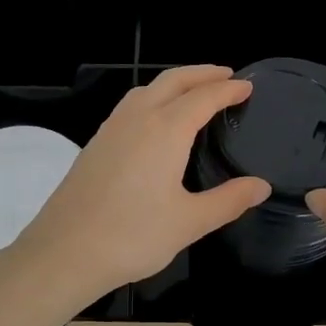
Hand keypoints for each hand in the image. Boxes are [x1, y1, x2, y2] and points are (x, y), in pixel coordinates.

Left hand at [0, 66, 269, 322]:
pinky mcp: (95, 144)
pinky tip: (154, 121)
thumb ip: (228, 201)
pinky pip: (129, 106)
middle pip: (173, 81)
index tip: (247, 87)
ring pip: (146, 90)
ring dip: (174, 82)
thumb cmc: (132, 236)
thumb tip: (260, 186)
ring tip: (193, 92)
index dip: (228, 90)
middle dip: (201, 73)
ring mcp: (111, 129)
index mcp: (165, 130)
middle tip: (226, 76)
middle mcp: (137, 119)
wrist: (64, 252)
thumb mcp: (189, 222)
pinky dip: (152, 98)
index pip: (203, 98)